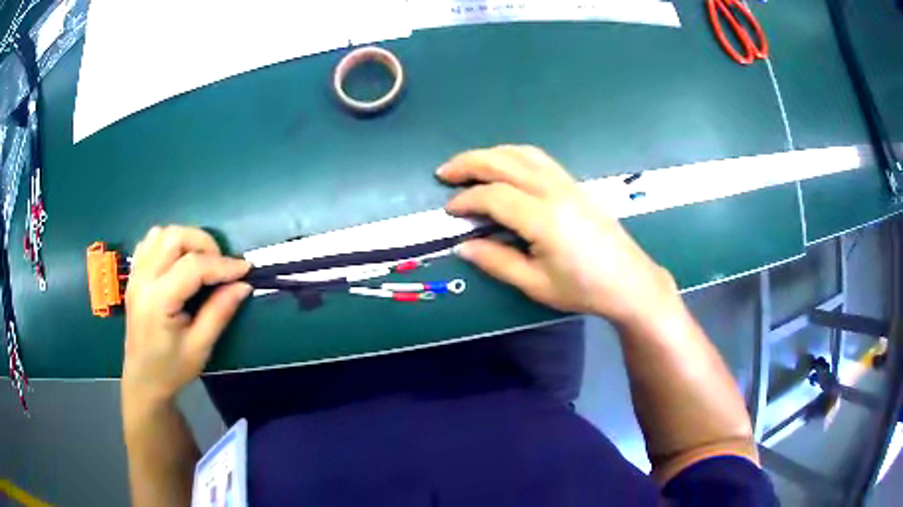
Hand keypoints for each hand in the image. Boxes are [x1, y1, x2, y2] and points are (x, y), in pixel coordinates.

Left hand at [122, 226, 250, 406]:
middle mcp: (143, 280)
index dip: (222, 265)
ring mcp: (136, 274)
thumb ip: (219, 312)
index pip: (193, 267)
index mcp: (158, 301)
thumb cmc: (172, 369)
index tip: (245, 269)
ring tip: (201, 261)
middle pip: (175, 238)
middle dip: (204, 243)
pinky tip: (179, 260)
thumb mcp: (200, 347)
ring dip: (186, 240)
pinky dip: (169, 242)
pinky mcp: (135, 274)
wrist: (143, 379)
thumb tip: (243, 285)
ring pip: (162, 233)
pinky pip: (150, 242)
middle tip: (220, 266)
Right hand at [439, 145, 677, 326]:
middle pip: (505, 162)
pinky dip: (513, 156)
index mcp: (544, 218)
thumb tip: (462, 246)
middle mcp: (555, 191)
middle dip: (470, 163)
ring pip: (523, 153)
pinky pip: (539, 159)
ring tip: (470, 165)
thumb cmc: (583, 289)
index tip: (449, 211)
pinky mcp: (575, 184)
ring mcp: (568, 183)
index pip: (494, 196)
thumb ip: (497, 262)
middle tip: (444, 172)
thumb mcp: (536, 284)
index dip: (466, 200)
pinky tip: (504, 168)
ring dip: (492, 154)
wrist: (629, 281)